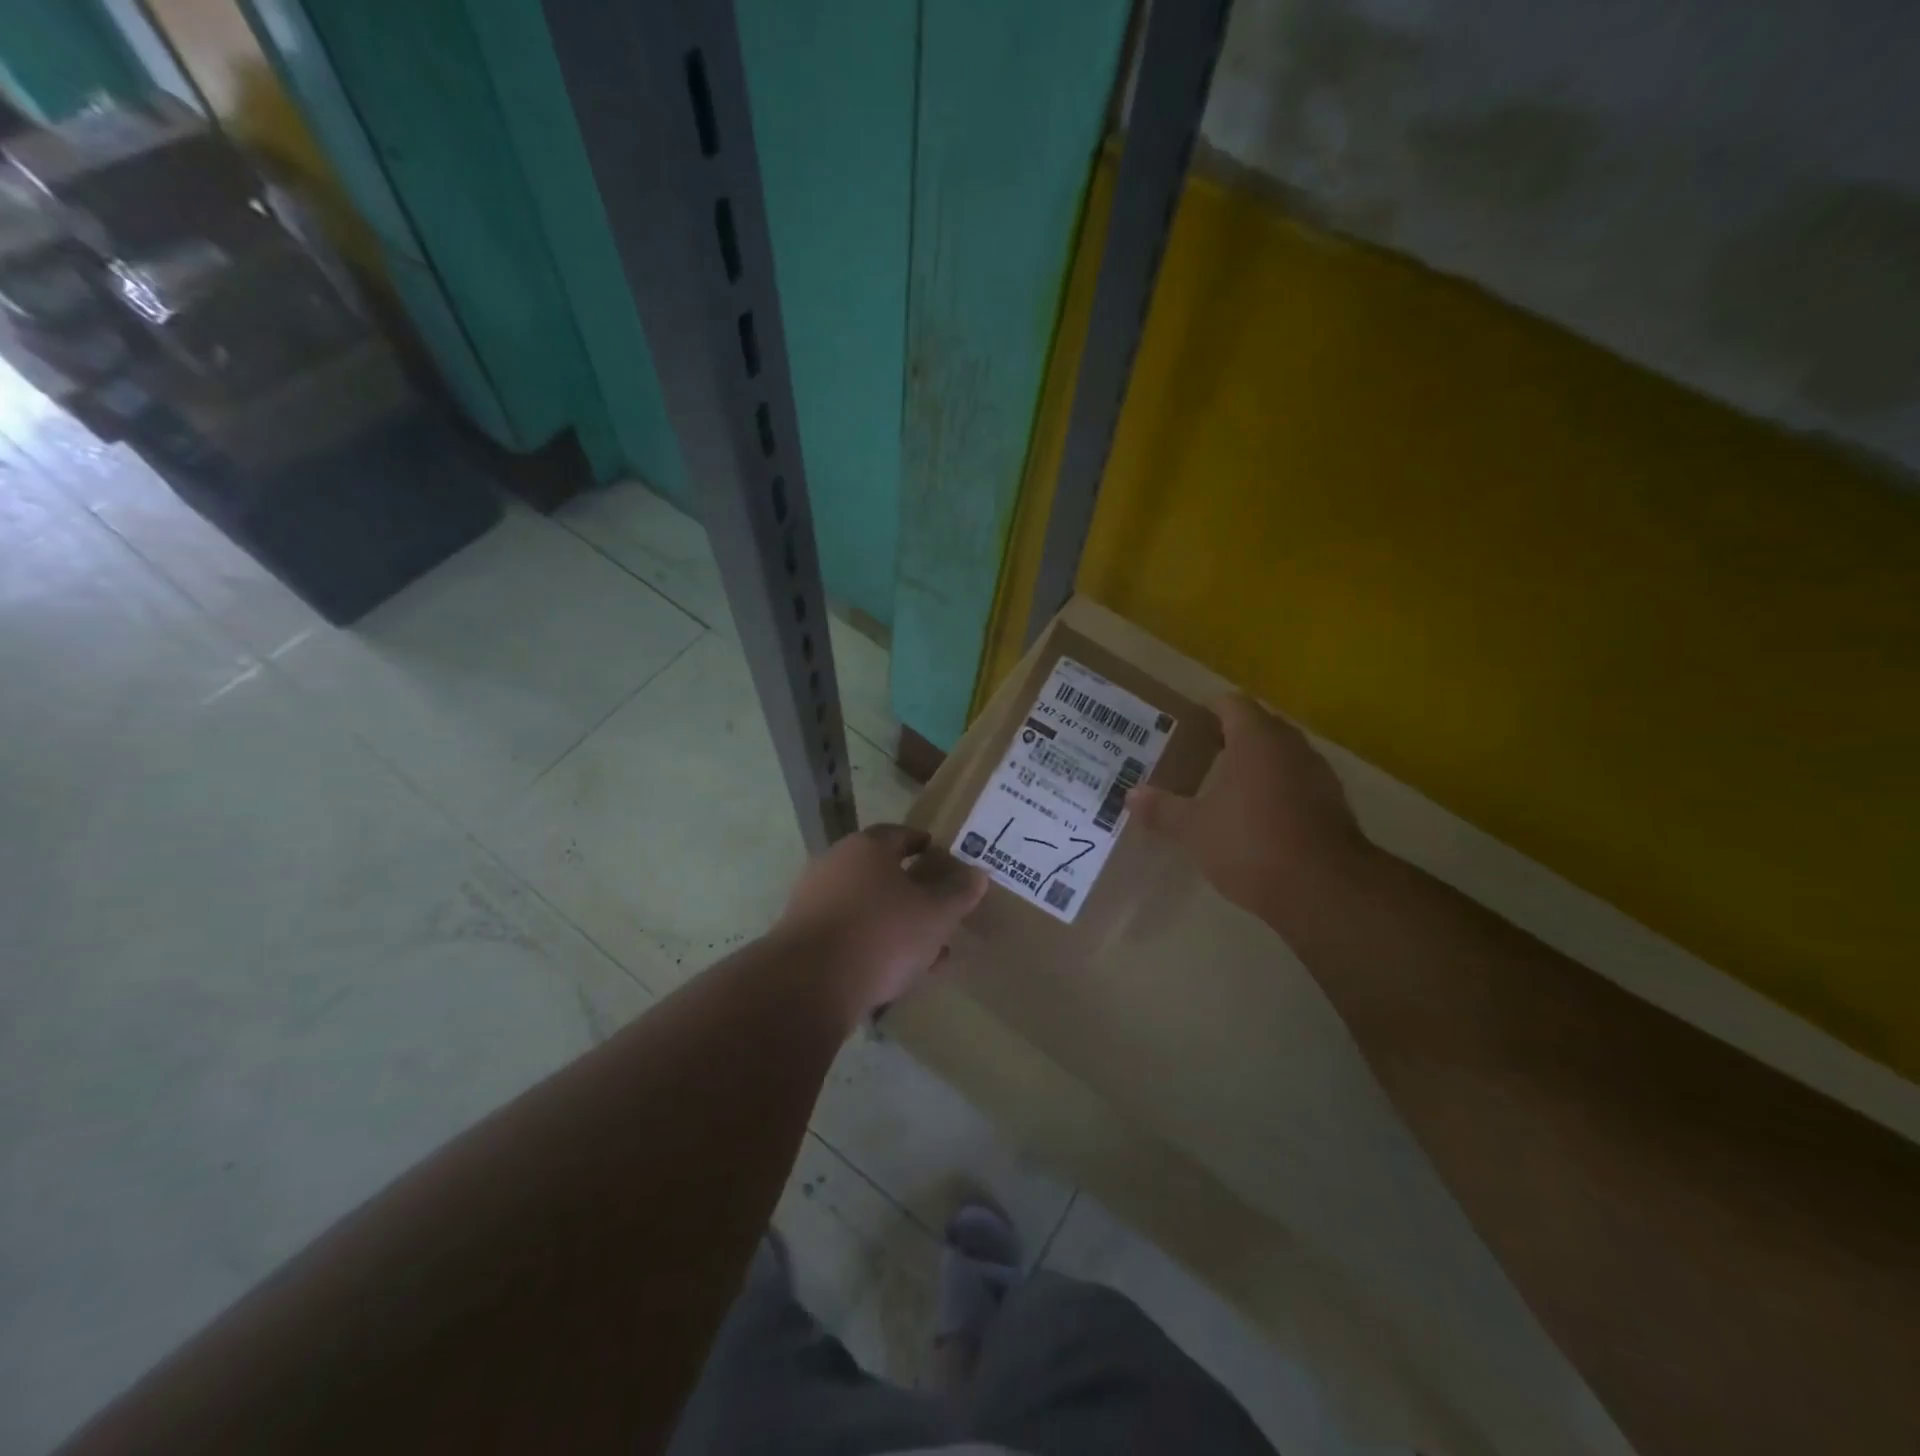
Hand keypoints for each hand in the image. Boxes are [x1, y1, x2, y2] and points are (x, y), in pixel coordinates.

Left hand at [775, 824, 987, 1020]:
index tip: (941, 859)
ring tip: (925, 954)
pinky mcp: (801, 938)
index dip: (923, 845)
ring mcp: (813, 901)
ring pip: (866, 908)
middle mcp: (835, 864)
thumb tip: (978, 873)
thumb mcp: (935, 914)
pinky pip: (847, 935)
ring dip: (895, 925)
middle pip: (881, 873)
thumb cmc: (882, 934)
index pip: (900, 835)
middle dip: (912, 893)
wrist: (809, 984)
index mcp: (867, 847)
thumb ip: (958, 893)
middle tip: (938, 912)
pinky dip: (871, 946)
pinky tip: (893, 975)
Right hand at [1128, 694, 1375, 924]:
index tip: (1186, 726)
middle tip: (1199, 754)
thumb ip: (1162, 809)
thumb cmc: (1250, 843)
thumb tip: (1131, 795)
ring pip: (1281, 756)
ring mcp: (1318, 775)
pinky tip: (1255, 817)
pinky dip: (1276, 790)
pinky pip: (1297, 783)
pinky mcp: (1333, 806)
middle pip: (1260, 726)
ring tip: (1224, 785)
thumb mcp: (1193, 829)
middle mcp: (1291, 747)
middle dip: (1231, 736)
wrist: (1324, 890)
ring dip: (1256, 764)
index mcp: (1256, 739)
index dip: (1208, 710)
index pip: (1232, 704)